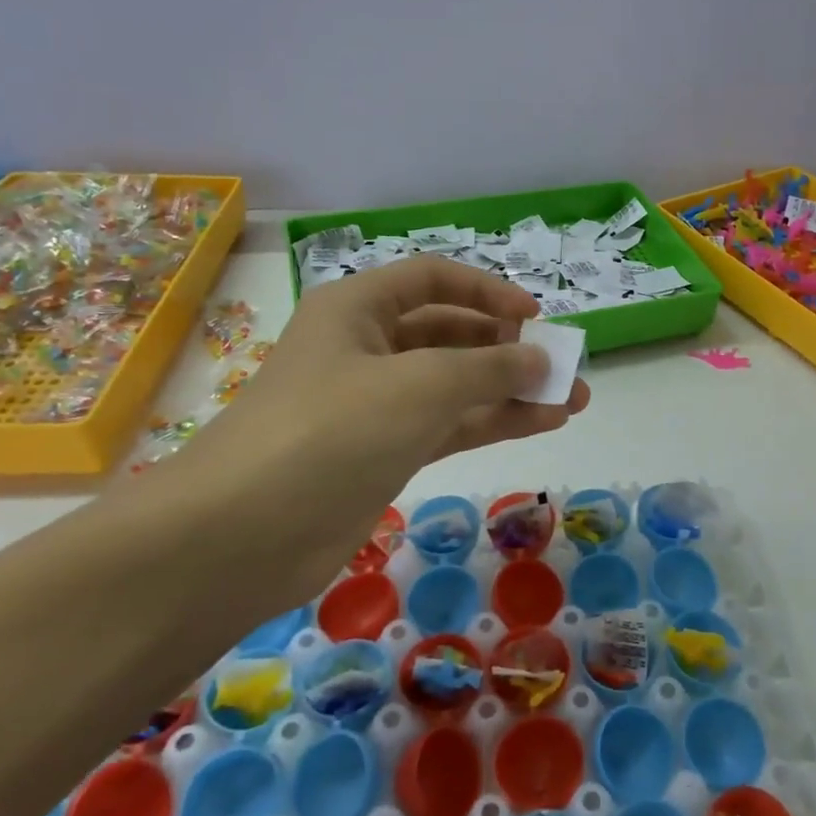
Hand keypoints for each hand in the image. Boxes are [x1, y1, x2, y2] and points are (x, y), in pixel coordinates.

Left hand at [146, 256, 588, 570]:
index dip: (488, 290)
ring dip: (511, 389)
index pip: (434, 279)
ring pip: (456, 384)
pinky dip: (493, 422)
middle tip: (563, 365)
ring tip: (571, 400)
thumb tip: (542, 358)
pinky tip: (542, 423)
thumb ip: (490, 367)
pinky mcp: (384, 452)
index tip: (536, 314)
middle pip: (450, 332)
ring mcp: (376, 404)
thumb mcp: (421, 384)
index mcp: (359, 307)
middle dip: (508, 346)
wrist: (244, 535)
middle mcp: (366, 347)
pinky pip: (449, 425)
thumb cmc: (333, 428)